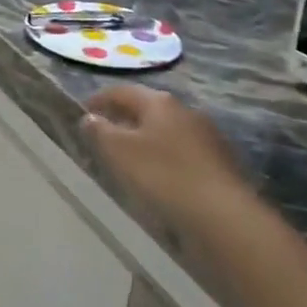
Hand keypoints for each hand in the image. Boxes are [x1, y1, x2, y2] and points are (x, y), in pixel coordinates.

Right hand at [83, 86, 249, 220]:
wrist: (224, 215)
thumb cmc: (164, 175)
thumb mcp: (119, 152)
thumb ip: (99, 131)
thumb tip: (89, 117)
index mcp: (159, 102)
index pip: (122, 91)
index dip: (99, 100)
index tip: (82, 112)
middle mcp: (185, 110)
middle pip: (147, 108)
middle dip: (124, 118)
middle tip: (104, 134)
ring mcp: (207, 135)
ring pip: (166, 130)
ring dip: (146, 138)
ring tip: (129, 157)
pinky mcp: (220, 161)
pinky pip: (183, 151)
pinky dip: (165, 156)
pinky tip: (160, 175)